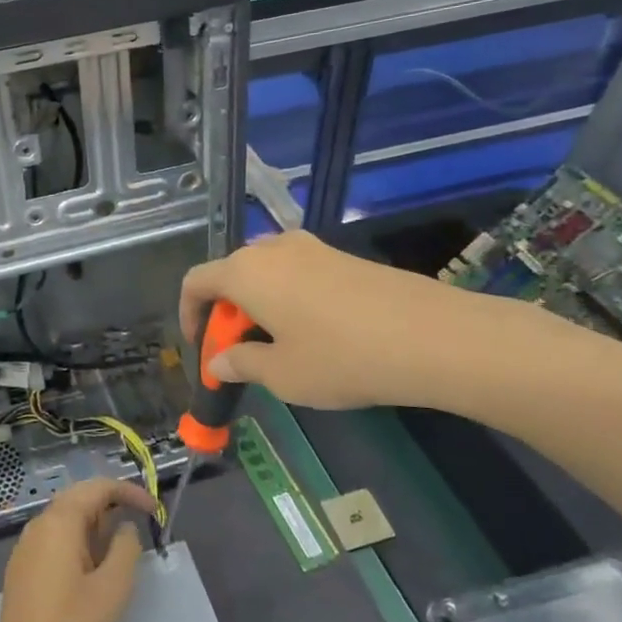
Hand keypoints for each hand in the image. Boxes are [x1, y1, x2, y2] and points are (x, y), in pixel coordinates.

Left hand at [0, 477, 155, 621]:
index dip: (129, 491)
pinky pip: (53, 538)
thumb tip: (125, 527)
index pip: (97, 488)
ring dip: (93, 523)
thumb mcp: (114, 588)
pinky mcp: (21, 569)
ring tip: (118, 545)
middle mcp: (38, 525)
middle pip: (77, 498)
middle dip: (110, 503)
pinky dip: (77, 539)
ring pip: (64, 519)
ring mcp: (25, 547)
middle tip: (138, 521)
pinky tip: (91, 564)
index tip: (154, 510)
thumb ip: (127, 548)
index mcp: (59, 522)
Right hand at [178, 230, 514, 411]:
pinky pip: (297, 272)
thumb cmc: (341, 358)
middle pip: (231, 274)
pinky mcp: (343, 256)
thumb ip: (241, 364)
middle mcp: (272, 249)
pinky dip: (287, 297)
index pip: (196, 281)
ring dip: (257, 304)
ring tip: (276, 344)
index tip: (202, 349)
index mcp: (246, 272)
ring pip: (266, 272)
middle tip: (239, 353)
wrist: (432, 336)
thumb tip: (219, 363)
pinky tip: (313, 332)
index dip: (189, 315)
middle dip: (226, 313)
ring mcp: (312, 247)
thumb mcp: (282, 374)